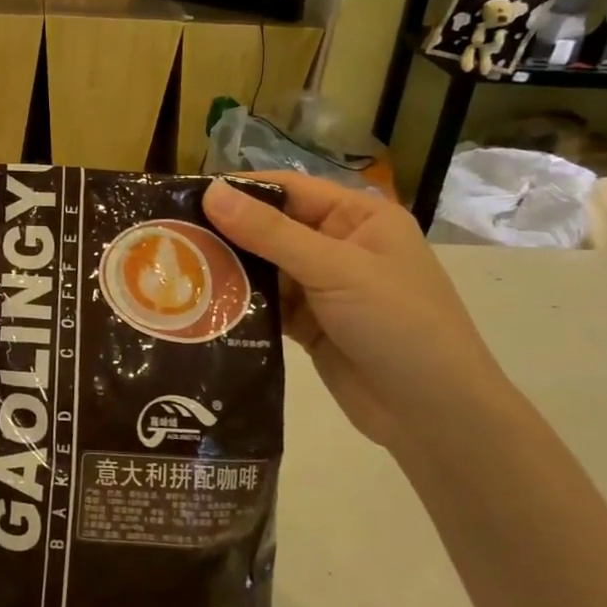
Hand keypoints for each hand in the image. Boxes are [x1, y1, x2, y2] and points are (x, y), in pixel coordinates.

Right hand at [202, 174, 522, 452]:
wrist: (436, 417)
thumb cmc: (399, 325)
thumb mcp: (335, 270)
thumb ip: (270, 233)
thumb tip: (211, 192)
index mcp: (359, 219)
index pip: (289, 190)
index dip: (240, 190)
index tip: (186, 196)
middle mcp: (340, 246)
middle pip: (272, 228)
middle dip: (227, 232)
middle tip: (170, 237)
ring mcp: (324, 289)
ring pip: (265, 268)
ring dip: (229, 270)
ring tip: (176, 270)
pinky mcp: (310, 326)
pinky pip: (267, 305)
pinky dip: (241, 304)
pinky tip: (201, 305)